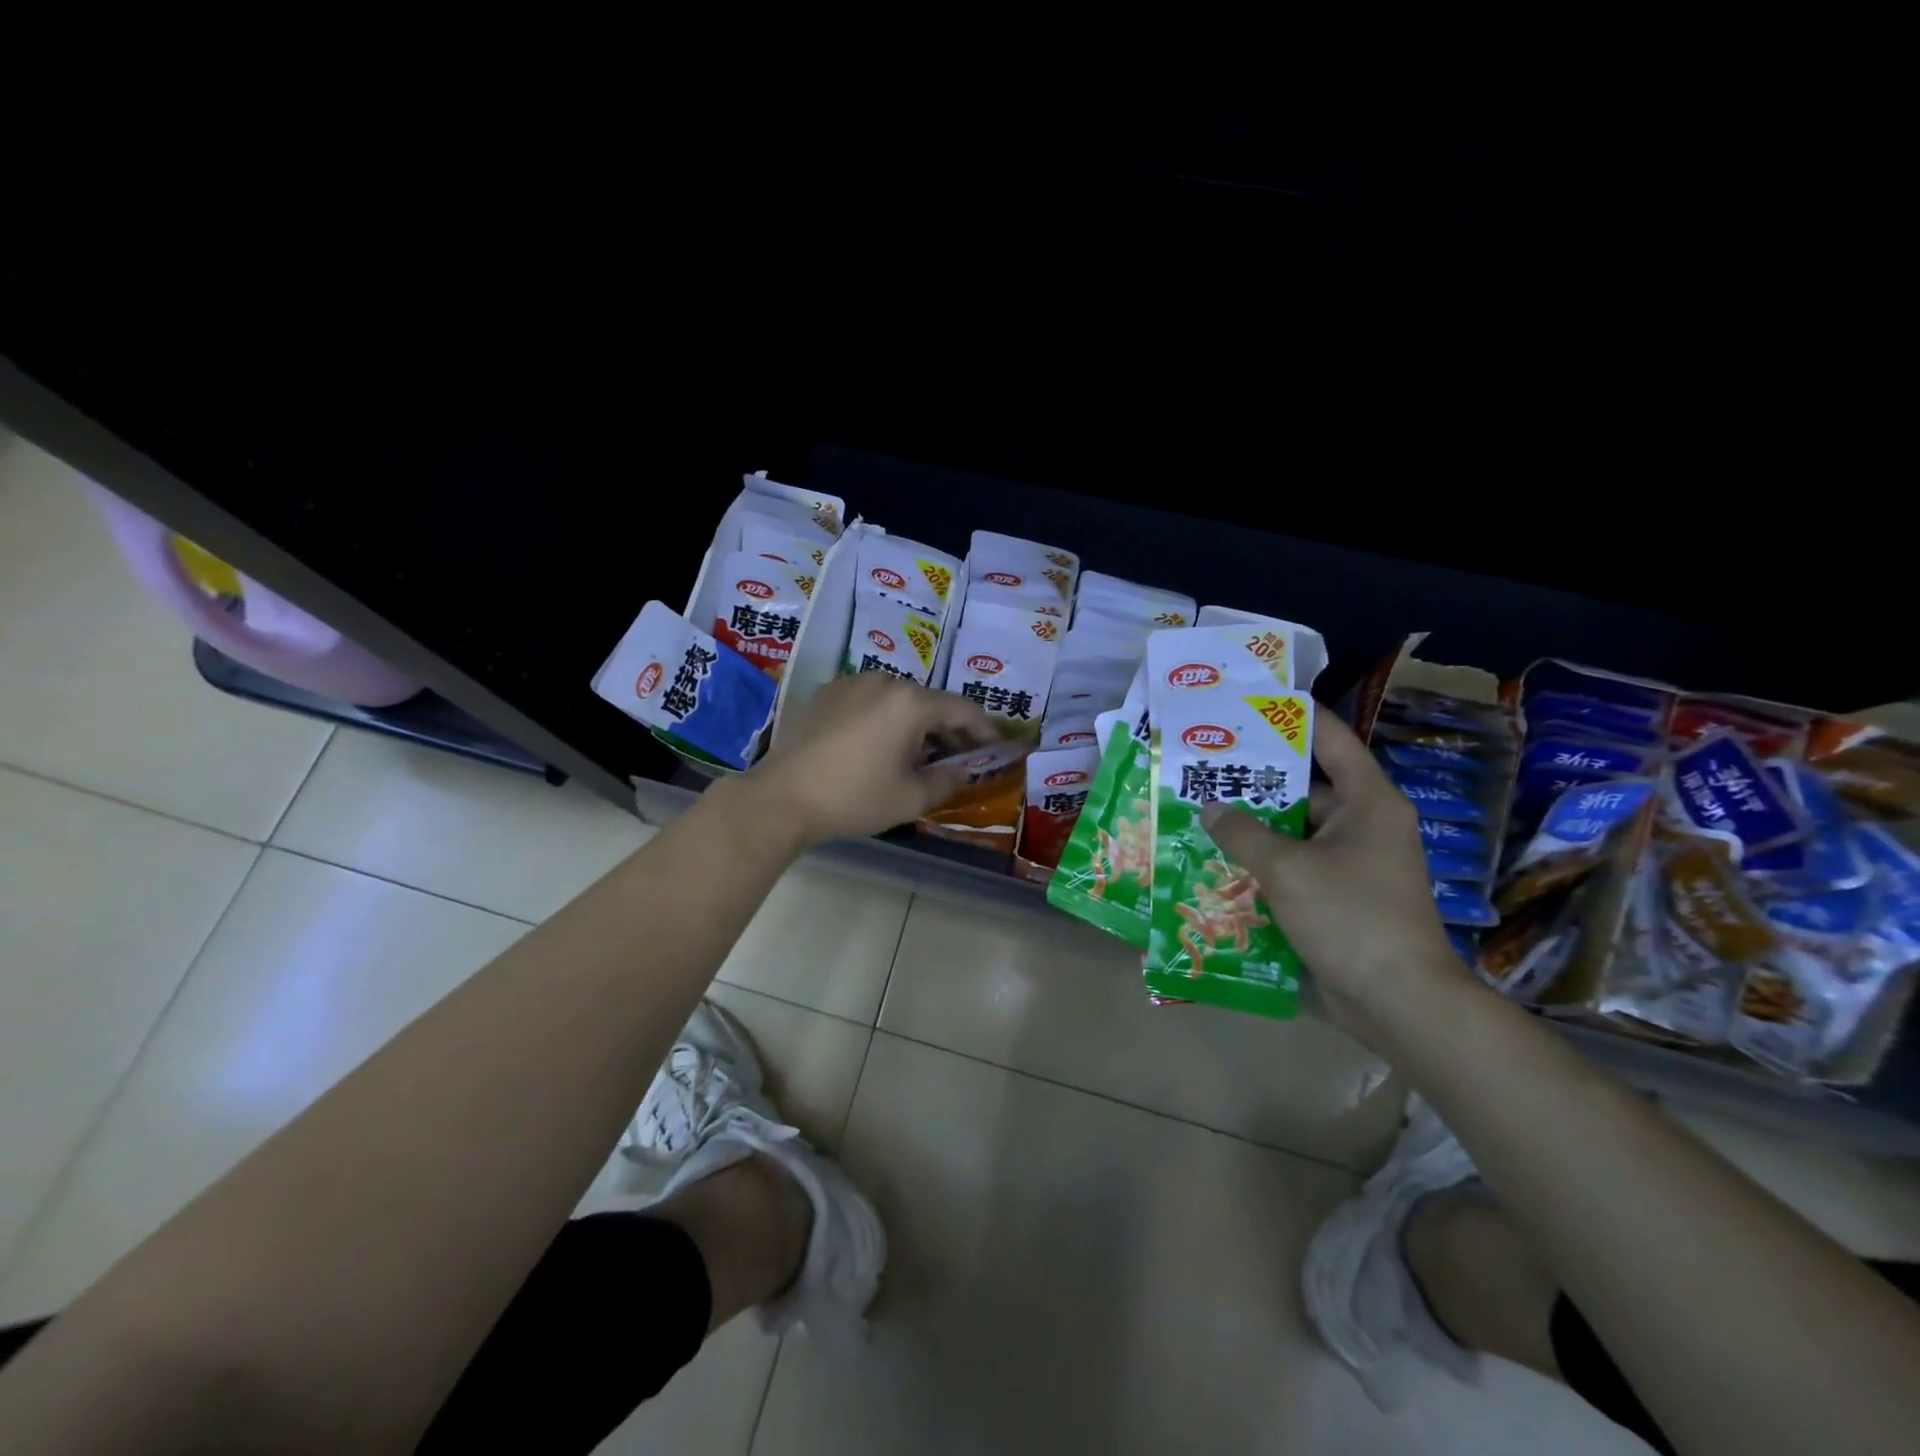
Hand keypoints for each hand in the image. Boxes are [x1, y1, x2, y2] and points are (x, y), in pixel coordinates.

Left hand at [746, 673, 998, 846]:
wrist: (782, 797)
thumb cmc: (854, 798)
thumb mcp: (911, 798)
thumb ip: (948, 780)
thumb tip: (964, 769)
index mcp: (911, 703)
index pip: (962, 709)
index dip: (983, 729)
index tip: (993, 747)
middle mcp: (884, 681)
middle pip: (929, 701)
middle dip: (947, 728)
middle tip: (955, 757)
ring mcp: (850, 683)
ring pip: (897, 699)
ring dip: (913, 722)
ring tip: (913, 753)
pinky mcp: (825, 693)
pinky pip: (867, 700)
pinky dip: (881, 717)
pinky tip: (874, 745)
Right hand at [1200, 707, 1466, 1048]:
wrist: (1400, 1002)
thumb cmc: (1350, 917)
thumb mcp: (1288, 868)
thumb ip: (1243, 833)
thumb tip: (1210, 808)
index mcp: (1368, 802)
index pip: (1331, 740)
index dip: (1294, 716)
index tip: (1251, 701)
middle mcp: (1364, 825)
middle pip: (1306, 787)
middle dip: (1257, 779)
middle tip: (1205, 764)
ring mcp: (1353, 865)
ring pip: (1295, 831)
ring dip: (1254, 827)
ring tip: (1200, 812)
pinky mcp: (1340, 899)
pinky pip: (1295, 867)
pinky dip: (1263, 864)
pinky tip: (1218, 862)